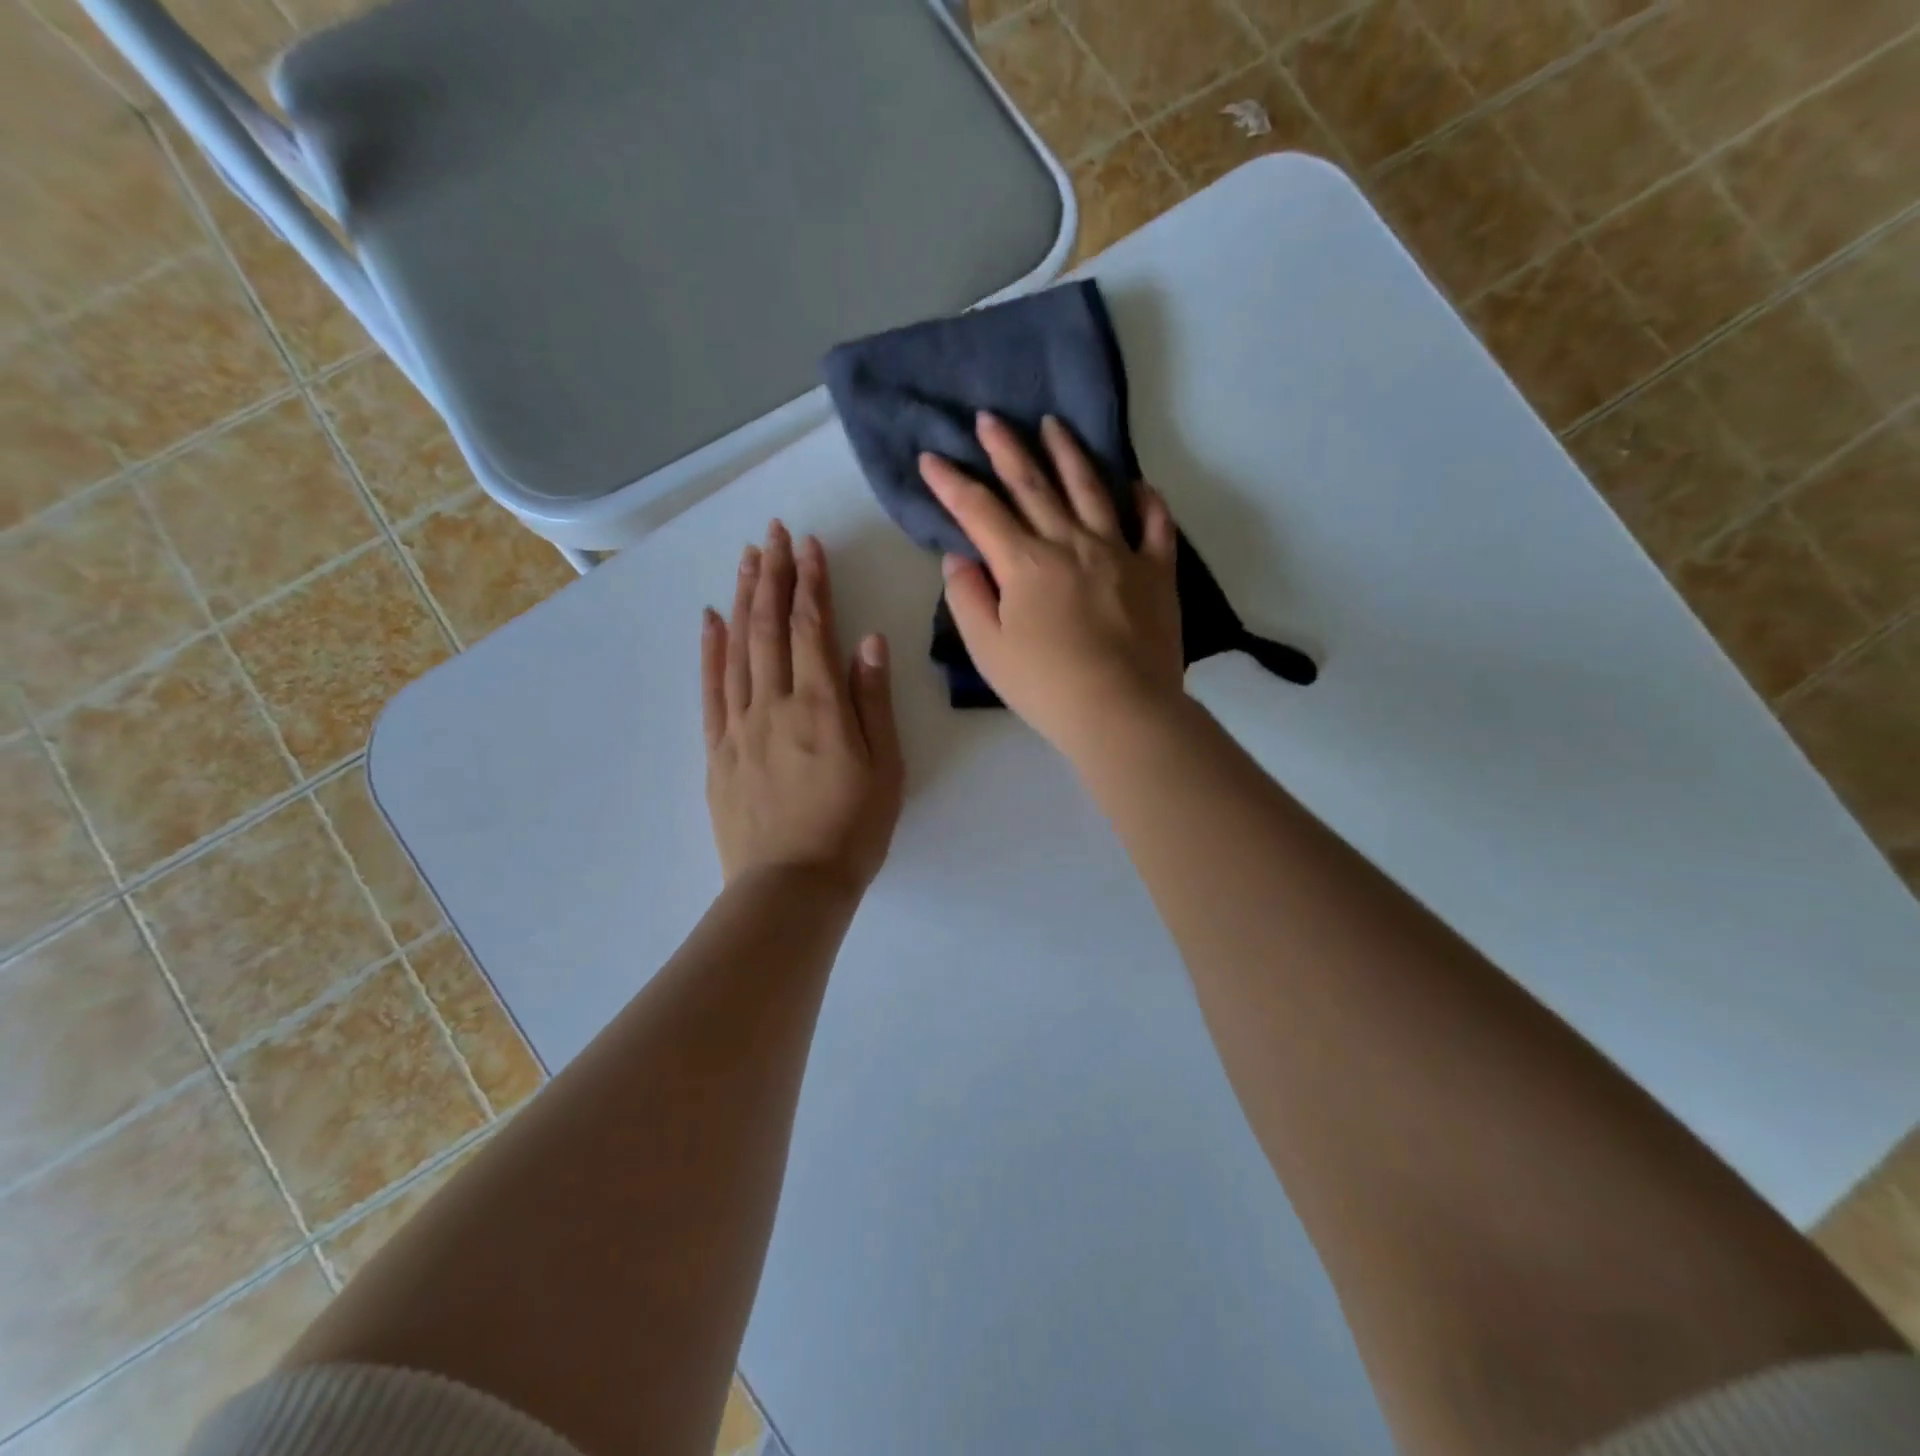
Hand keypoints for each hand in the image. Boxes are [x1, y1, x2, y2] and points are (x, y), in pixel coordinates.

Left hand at [703, 522, 903, 893]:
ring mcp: (739, 726)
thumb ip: (873, 701)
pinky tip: (710, 620)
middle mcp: (775, 704)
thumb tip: (869, 641)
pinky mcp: (718, 750)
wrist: (791, 887)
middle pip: (771, 628)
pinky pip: (710, 689)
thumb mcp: (885, 768)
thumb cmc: (852, 830)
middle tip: (774, 534)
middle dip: (774, 576)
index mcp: (821, 707)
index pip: (813, 629)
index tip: (809, 545)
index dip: (812, 583)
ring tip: (747, 560)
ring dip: (743, 600)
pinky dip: (709, 650)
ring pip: (738, 649)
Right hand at [919, 413, 1183, 757]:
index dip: (951, 483)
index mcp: (1025, 563)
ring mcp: (1119, 552)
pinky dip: (1146, 501)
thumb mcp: (988, 649)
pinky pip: (1154, 525)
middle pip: (1033, 485)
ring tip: (1055, 425)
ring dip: (1069, 454)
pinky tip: (1138, 485)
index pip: (979, 511)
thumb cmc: (1046, 686)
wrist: (1122, 710)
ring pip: (1091, 489)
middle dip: (1006, 448)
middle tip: (989, 418)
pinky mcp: (1156, 571)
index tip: (931, 457)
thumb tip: (960, 556)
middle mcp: (1071, 543)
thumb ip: (968, 597)